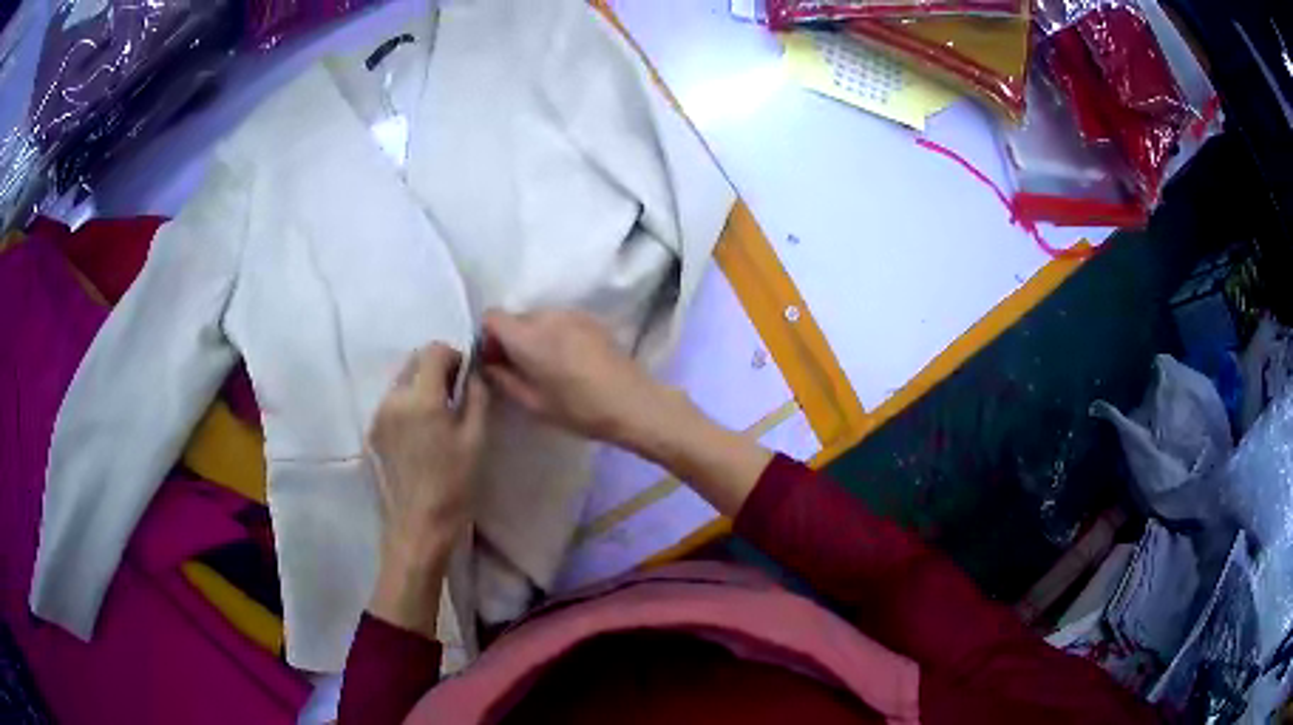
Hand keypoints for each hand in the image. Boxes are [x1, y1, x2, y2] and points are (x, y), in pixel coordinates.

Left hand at [366, 344, 487, 636]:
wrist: (417, 528)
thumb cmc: (453, 486)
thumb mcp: (476, 440)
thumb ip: (477, 397)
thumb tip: (475, 373)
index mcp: (419, 398)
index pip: (433, 350)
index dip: (454, 356)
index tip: (467, 378)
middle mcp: (392, 399)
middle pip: (414, 361)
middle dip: (437, 369)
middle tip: (456, 397)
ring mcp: (378, 416)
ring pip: (401, 382)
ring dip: (422, 386)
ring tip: (440, 418)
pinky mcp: (372, 434)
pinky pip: (392, 404)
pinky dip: (408, 405)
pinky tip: (422, 436)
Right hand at [482, 309, 682, 448]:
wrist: (633, 403)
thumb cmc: (579, 409)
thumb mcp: (533, 403)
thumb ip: (503, 379)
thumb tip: (488, 365)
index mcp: (529, 336)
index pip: (492, 317)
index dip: (488, 337)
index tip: (496, 360)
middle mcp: (548, 316)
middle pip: (515, 318)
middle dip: (510, 339)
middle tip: (519, 369)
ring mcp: (572, 314)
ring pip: (537, 318)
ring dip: (533, 336)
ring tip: (547, 367)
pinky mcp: (590, 319)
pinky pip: (559, 321)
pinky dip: (554, 334)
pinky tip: (568, 361)